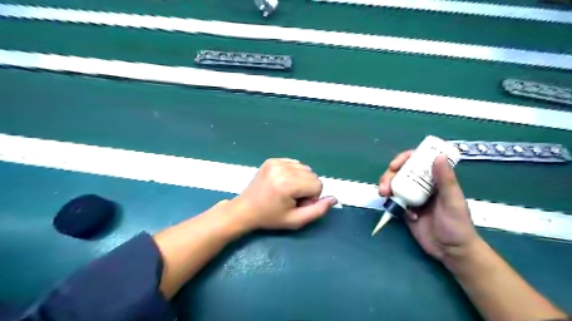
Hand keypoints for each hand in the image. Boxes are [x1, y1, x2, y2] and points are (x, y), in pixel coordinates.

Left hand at [230, 158, 335, 229]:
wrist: (245, 209)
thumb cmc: (270, 218)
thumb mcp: (296, 220)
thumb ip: (318, 210)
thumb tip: (334, 198)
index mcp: (287, 184)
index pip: (318, 184)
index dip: (311, 197)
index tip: (297, 205)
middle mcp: (282, 168)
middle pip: (312, 175)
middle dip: (307, 188)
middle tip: (292, 199)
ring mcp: (276, 162)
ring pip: (305, 168)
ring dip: (301, 180)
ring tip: (287, 191)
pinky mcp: (272, 160)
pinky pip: (294, 164)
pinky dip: (293, 173)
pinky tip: (282, 183)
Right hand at [378, 152, 481, 261]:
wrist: (451, 251)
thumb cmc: (457, 225)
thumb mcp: (453, 201)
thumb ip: (445, 180)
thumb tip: (438, 156)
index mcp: (435, 179)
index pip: (417, 161)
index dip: (403, 159)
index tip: (394, 165)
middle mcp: (422, 185)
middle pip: (401, 172)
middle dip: (389, 176)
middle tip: (384, 186)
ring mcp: (412, 197)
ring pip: (394, 185)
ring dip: (386, 187)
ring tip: (384, 195)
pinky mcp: (405, 209)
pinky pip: (394, 201)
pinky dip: (391, 203)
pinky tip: (400, 213)